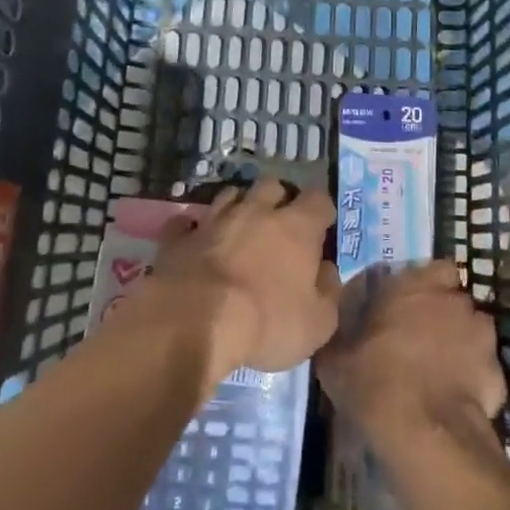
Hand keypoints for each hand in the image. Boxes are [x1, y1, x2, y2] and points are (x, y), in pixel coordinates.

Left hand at [149, 181, 340, 386]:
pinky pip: (186, 222)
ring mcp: (214, 220)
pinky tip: (194, 240)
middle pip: (273, 185)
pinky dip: (192, 228)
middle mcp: (257, 211)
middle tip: (280, 224)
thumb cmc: (266, 322)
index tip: (322, 229)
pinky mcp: (179, 237)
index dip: (322, 211)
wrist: (194, 323)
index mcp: (296, 227)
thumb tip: (327, 271)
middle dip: (279, 198)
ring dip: (238, 206)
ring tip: (239, 228)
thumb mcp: (317, 323)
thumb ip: (329, 292)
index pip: (319, 199)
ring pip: (230, 195)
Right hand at [316, 261, 504, 442]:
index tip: (411, 305)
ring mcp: (482, 336)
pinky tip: (456, 399)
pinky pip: (484, 368)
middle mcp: (453, 301)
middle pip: (455, 300)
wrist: (424, 433)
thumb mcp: (335, 359)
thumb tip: (333, 326)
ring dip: (462, 343)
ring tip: (442, 371)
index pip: (437, 269)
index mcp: (415, 286)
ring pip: (473, 331)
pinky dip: (474, 379)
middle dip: (445, 314)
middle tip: (423, 339)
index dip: (428, 285)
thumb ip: (340, 334)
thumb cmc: (374, 382)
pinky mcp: (498, 372)